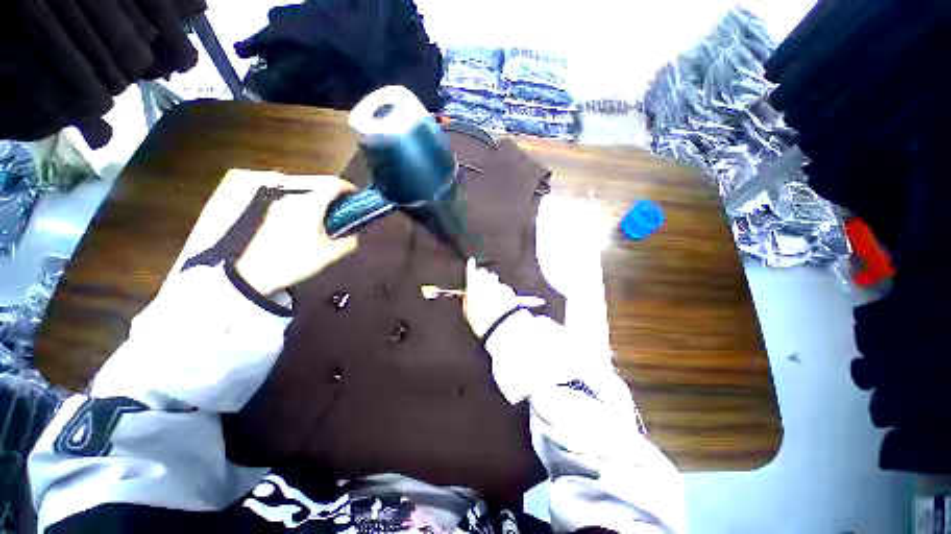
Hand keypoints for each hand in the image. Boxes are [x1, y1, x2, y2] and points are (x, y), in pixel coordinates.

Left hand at [236, 177, 358, 294]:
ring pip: (309, 198)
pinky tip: (312, 228)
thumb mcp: (328, 255)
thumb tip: (355, 237)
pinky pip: (298, 204)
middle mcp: (294, 199)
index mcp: (310, 206)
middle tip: (347, 216)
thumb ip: (348, 243)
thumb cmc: (295, 261)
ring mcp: (281, 204)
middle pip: (321, 190)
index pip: (333, 184)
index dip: (348, 187)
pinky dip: (311, 210)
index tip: (358, 197)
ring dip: (324, 206)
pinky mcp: (273, 212)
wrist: (255, 273)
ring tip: (330, 224)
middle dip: (337, 200)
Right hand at [463, 258, 521, 337]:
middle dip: (482, 276)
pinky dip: (500, 290)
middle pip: (485, 273)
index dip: (471, 266)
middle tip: (481, 284)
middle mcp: (487, 282)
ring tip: (491, 293)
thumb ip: (467, 300)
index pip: (471, 271)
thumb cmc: (481, 320)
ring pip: (494, 279)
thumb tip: (467, 294)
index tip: (471, 262)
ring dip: (492, 282)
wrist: (501, 325)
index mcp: (474, 286)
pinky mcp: (508, 290)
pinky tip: (500, 299)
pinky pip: (503, 286)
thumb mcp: (468, 312)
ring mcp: (498, 285)